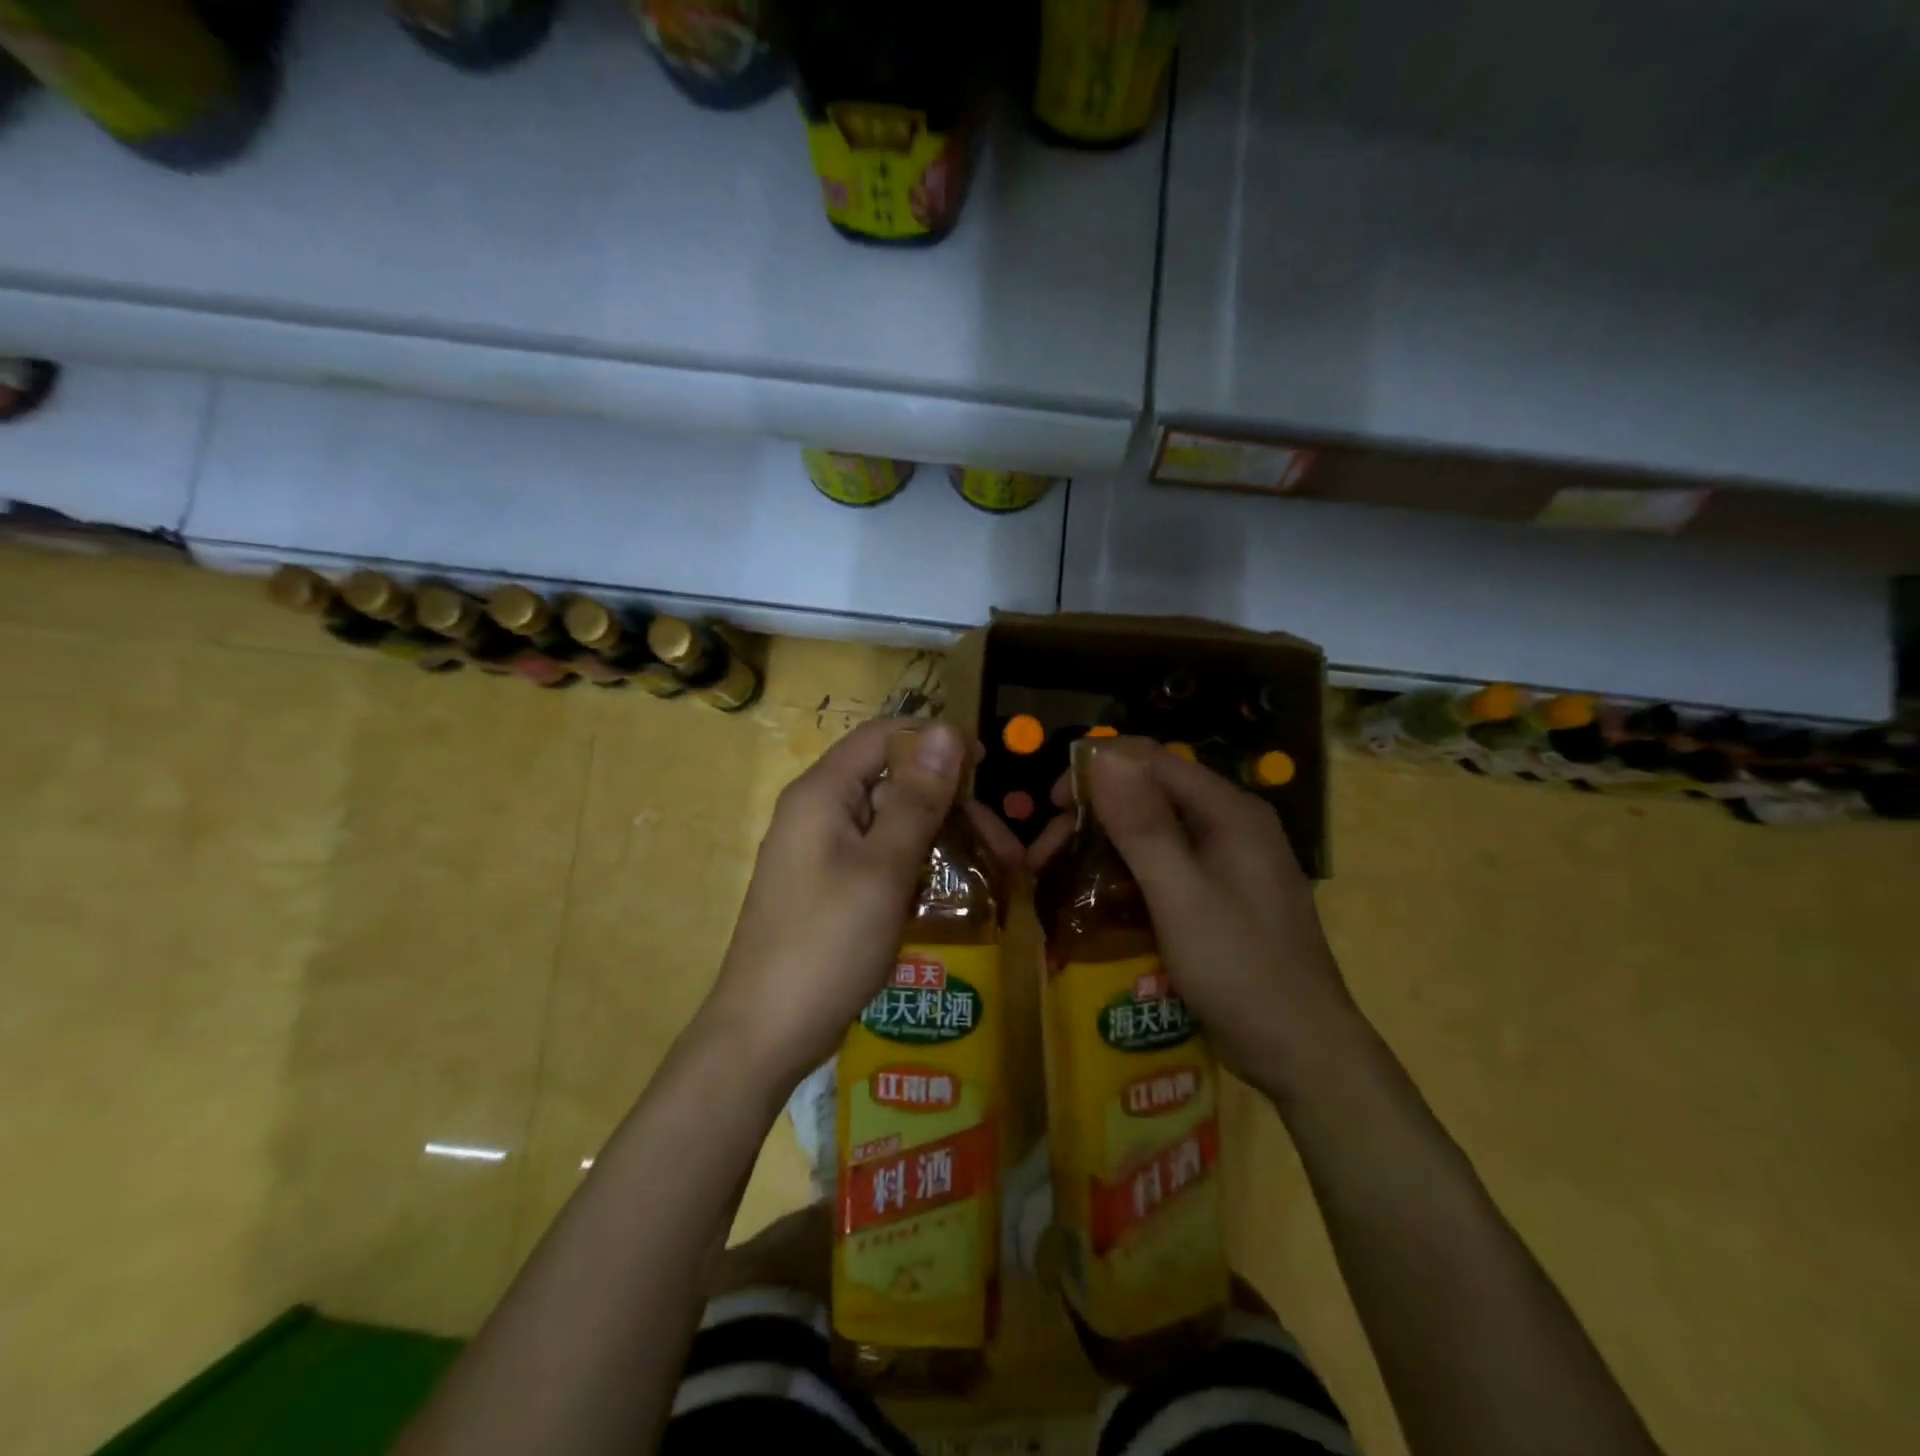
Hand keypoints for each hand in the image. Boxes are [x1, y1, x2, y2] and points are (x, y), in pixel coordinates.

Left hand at [700, 719, 1022, 1095]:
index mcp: (823, 793)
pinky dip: (919, 865)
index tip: (988, 768)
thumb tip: (947, 731)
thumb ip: (918, 798)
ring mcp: (823, 852)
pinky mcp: (830, 886)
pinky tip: (953, 892)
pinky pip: (882, 856)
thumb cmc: (826, 944)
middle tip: (1005, 846)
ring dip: (944, 838)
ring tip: (995, 872)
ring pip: (893, 822)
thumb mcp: (883, 868)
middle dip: (952, 804)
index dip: (937, 742)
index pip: (885, 737)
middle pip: (894, 781)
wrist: (765, 1034)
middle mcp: (820, 812)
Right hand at [1029, 744, 1357, 1092]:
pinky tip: (1096, 897)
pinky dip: (1124, 872)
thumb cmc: (1240, 968)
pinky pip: (1163, 865)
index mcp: (1229, 811)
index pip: (1152, 760)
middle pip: (1149, 794)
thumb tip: (1102, 753)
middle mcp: (1230, 824)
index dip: (1096, 769)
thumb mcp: (1181, 895)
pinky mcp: (1219, 894)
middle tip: (1044, 854)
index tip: (1051, 804)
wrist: (1301, 1052)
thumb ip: (1142, 823)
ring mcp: (1227, 861)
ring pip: (1152, 832)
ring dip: (1102, 846)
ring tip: (1058, 877)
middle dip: (1092, 815)